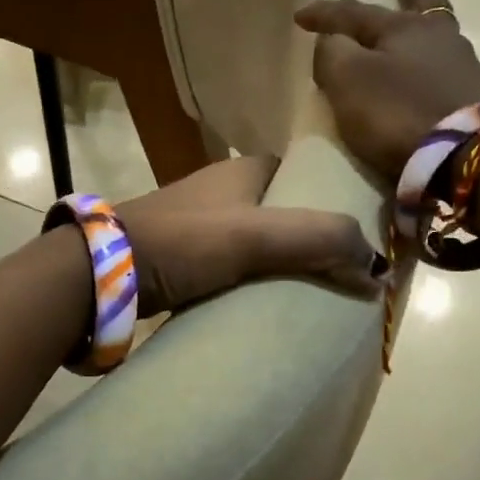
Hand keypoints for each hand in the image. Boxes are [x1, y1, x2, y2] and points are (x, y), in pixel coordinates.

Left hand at [115, 155, 383, 313]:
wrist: (101, 274)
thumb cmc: (181, 242)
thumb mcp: (255, 236)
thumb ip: (319, 240)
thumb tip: (378, 270)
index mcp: (243, 170)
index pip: (304, 176)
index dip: (334, 200)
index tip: (361, 235)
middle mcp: (223, 192)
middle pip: (283, 214)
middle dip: (312, 241)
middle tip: (344, 276)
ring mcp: (200, 228)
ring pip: (258, 245)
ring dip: (283, 266)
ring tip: (317, 298)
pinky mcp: (183, 262)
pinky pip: (234, 270)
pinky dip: (253, 285)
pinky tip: (269, 309)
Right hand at [293, 0, 479, 181]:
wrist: (465, 153)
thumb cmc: (398, 112)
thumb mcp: (349, 80)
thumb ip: (332, 54)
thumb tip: (332, 40)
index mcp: (404, 27)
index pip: (355, 12)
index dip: (325, 14)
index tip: (299, 16)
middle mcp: (438, 36)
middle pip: (420, 0)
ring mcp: (463, 66)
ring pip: (437, 34)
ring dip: (423, 23)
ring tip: (415, 22)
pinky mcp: (476, 98)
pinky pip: (447, 70)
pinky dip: (433, 64)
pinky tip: (431, 70)